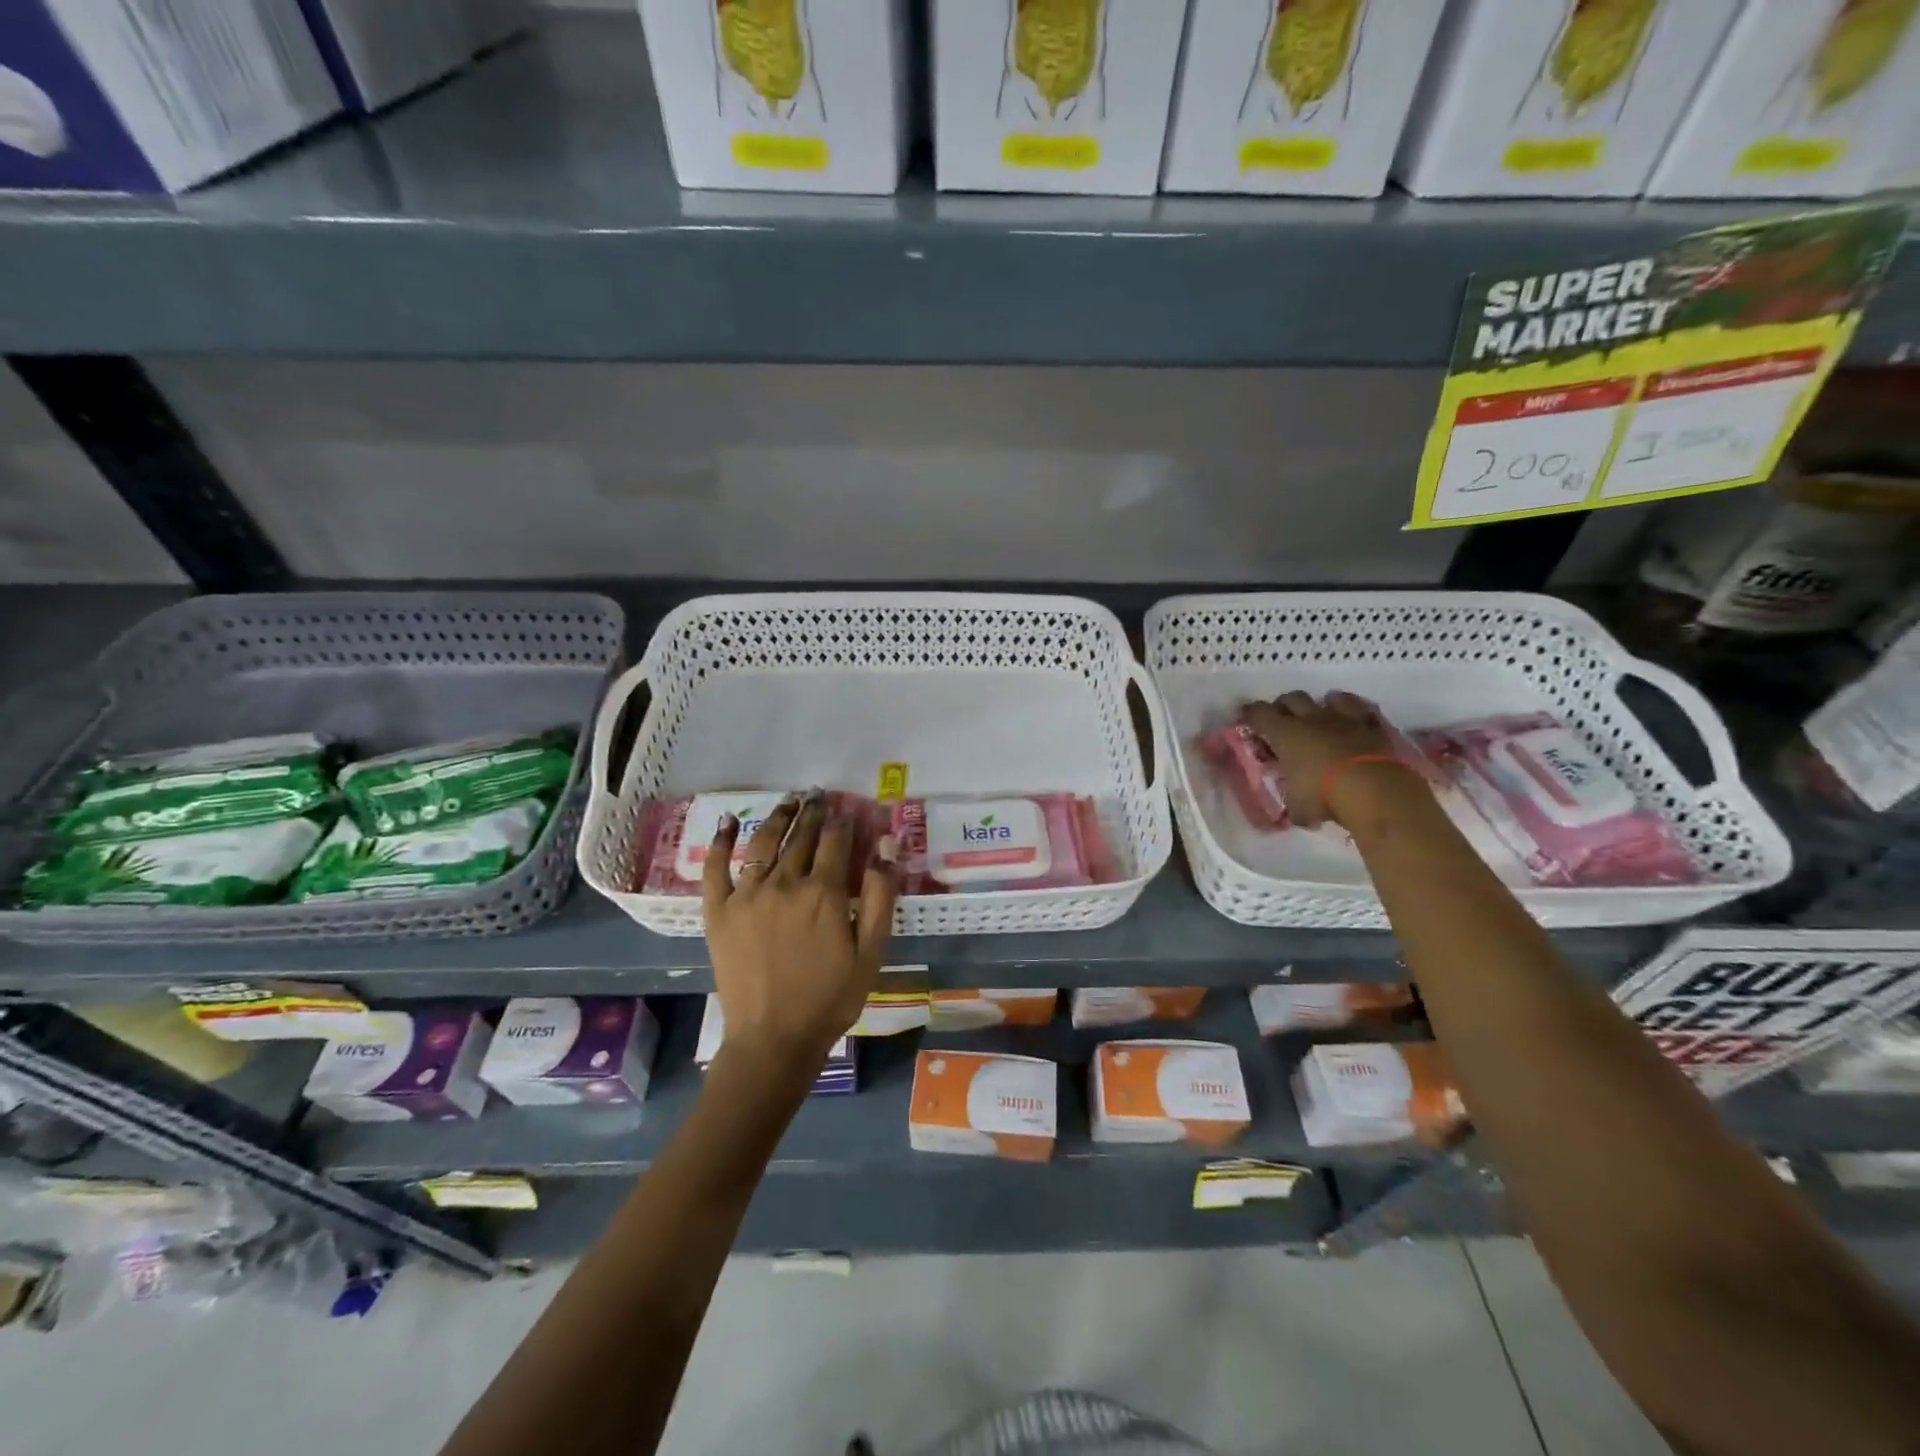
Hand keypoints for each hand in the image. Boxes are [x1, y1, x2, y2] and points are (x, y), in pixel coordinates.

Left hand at [702, 792, 898, 1072]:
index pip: (836, 841)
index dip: (844, 821)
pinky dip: (720, 842)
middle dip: (814, 813)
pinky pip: (716, 868)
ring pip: (764, 842)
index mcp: (824, 892)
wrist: (773, 1038)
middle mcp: (784, 883)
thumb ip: (881, 895)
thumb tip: (888, 844)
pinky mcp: (719, 911)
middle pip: (801, 836)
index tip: (849, 809)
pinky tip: (727, 822)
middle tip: (819, 796)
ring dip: (779, 817)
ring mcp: (747, 895)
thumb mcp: (871, 951)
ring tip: (789, 801)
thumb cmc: (831, 997)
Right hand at [1242, 690, 1423, 828]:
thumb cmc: (1324, 795)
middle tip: (1283, 720)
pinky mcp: (1373, 727)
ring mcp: (1345, 719)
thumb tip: (1296, 812)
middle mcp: (1312, 719)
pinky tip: (1355, 723)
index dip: (1251, 713)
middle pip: (1292, 698)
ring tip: (1322, 717)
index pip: (1259, 713)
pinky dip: (1356, 714)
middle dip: (1285, 706)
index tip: (1247, 717)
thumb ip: (1293, 803)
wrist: (1374, 790)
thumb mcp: (1297, 807)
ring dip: (1323, 704)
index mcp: (1285, 734)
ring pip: (1330, 697)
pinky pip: (1363, 710)